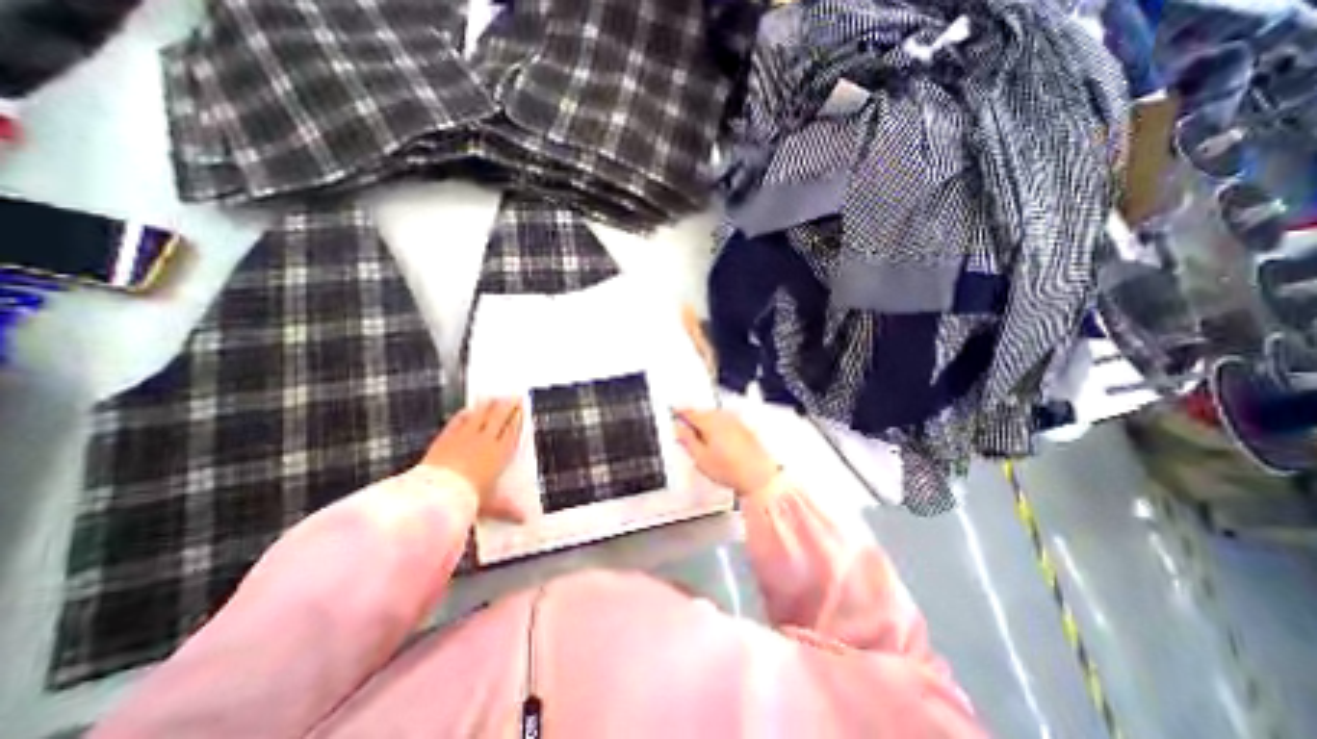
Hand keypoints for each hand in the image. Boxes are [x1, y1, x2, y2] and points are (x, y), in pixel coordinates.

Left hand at [421, 399, 524, 519]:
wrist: (437, 495)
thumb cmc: (468, 499)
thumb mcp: (490, 505)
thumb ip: (507, 509)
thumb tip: (526, 520)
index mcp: (500, 453)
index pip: (512, 430)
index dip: (518, 417)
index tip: (522, 407)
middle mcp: (486, 441)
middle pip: (499, 417)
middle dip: (508, 405)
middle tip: (514, 395)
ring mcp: (465, 437)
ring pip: (481, 415)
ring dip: (489, 405)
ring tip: (495, 396)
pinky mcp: (446, 439)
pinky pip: (458, 422)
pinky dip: (465, 414)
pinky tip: (468, 409)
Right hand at [672, 410, 773, 497]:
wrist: (758, 477)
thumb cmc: (730, 470)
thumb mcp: (700, 458)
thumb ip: (687, 440)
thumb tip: (678, 428)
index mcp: (710, 422)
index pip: (690, 412)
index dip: (680, 413)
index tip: (674, 414)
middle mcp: (723, 417)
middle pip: (703, 413)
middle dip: (694, 420)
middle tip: (686, 431)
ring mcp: (735, 421)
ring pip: (715, 416)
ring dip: (706, 422)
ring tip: (703, 439)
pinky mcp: (744, 428)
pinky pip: (726, 421)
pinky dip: (718, 426)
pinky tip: (718, 440)